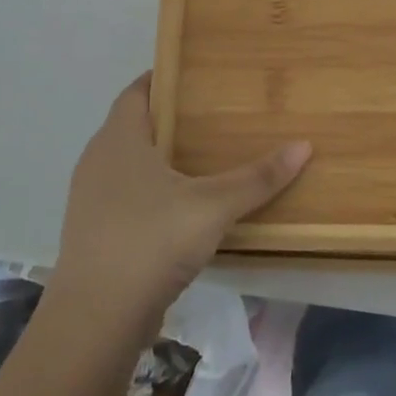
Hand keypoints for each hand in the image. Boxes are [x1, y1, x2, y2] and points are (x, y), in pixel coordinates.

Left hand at [50, 75, 311, 345]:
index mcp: (119, 139)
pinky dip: (153, 191)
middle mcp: (98, 161)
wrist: (94, 321)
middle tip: (216, 114)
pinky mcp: (94, 234)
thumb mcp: (213, 206)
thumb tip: (304, 146)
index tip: (199, 74)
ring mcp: (91, 200)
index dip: (164, 78)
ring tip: (206, 157)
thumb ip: (258, 177)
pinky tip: (184, 206)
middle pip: (134, 125)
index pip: (137, 91)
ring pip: (129, 163)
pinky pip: (126, 196)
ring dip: (162, 157)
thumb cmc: (150, 242)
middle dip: (171, 118)